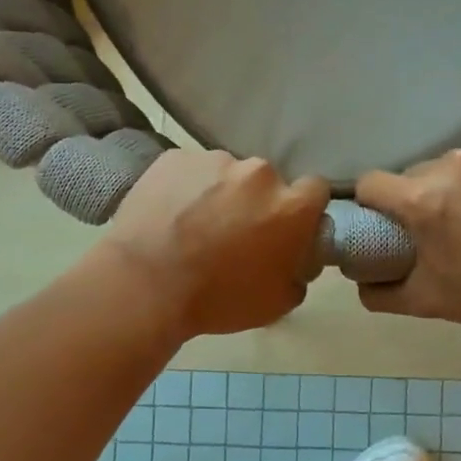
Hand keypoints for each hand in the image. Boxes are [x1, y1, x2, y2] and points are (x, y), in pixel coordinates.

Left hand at [100, 150, 330, 338]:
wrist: (145, 285)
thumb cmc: (218, 299)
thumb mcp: (278, 302)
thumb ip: (300, 271)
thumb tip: (298, 256)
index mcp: (291, 206)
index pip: (315, 190)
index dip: (302, 209)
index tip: (285, 227)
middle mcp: (259, 172)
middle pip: (267, 181)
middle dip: (256, 202)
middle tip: (234, 232)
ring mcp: (214, 159)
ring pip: (226, 173)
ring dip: (219, 193)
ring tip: (194, 224)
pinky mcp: (175, 157)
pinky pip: (190, 170)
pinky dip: (186, 187)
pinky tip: (169, 215)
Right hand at [356, 134, 460, 329]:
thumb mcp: (428, 302)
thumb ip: (381, 293)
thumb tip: (360, 281)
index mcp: (422, 199)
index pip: (372, 183)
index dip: (375, 202)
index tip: (390, 217)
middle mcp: (455, 163)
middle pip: (421, 171)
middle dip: (428, 193)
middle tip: (452, 222)